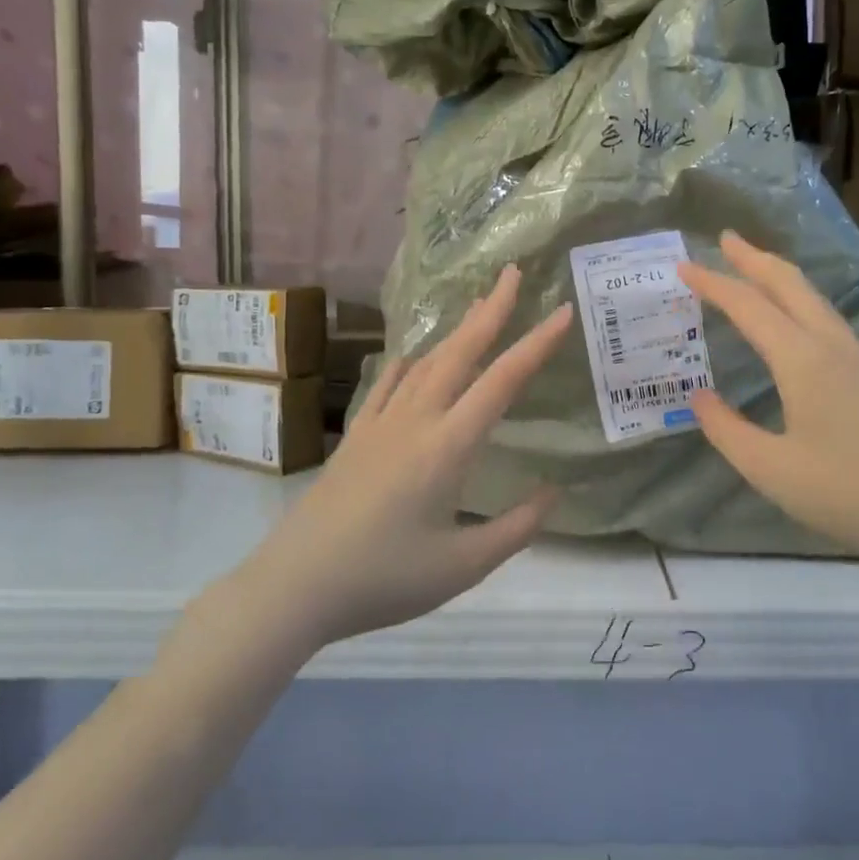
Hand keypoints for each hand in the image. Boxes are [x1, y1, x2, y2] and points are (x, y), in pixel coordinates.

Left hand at [231, 265, 571, 650]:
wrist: (296, 585)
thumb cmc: (385, 579)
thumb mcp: (463, 566)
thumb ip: (516, 528)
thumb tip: (554, 493)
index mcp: (447, 447)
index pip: (502, 382)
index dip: (536, 344)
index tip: (562, 312)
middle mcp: (415, 421)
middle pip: (460, 353)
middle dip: (491, 311)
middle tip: (512, 274)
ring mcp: (380, 424)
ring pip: (425, 363)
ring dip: (456, 332)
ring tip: (477, 308)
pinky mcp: (356, 437)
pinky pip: (387, 385)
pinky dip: (408, 364)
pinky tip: (412, 356)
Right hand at [680, 232, 858, 577]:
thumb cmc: (848, 493)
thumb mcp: (770, 469)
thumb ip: (726, 429)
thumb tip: (699, 397)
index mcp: (802, 360)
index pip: (749, 306)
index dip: (713, 283)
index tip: (682, 265)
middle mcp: (833, 346)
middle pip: (790, 284)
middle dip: (754, 258)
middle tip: (725, 239)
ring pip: (814, 299)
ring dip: (780, 277)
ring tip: (754, 269)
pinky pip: (828, 320)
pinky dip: (800, 302)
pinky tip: (796, 322)